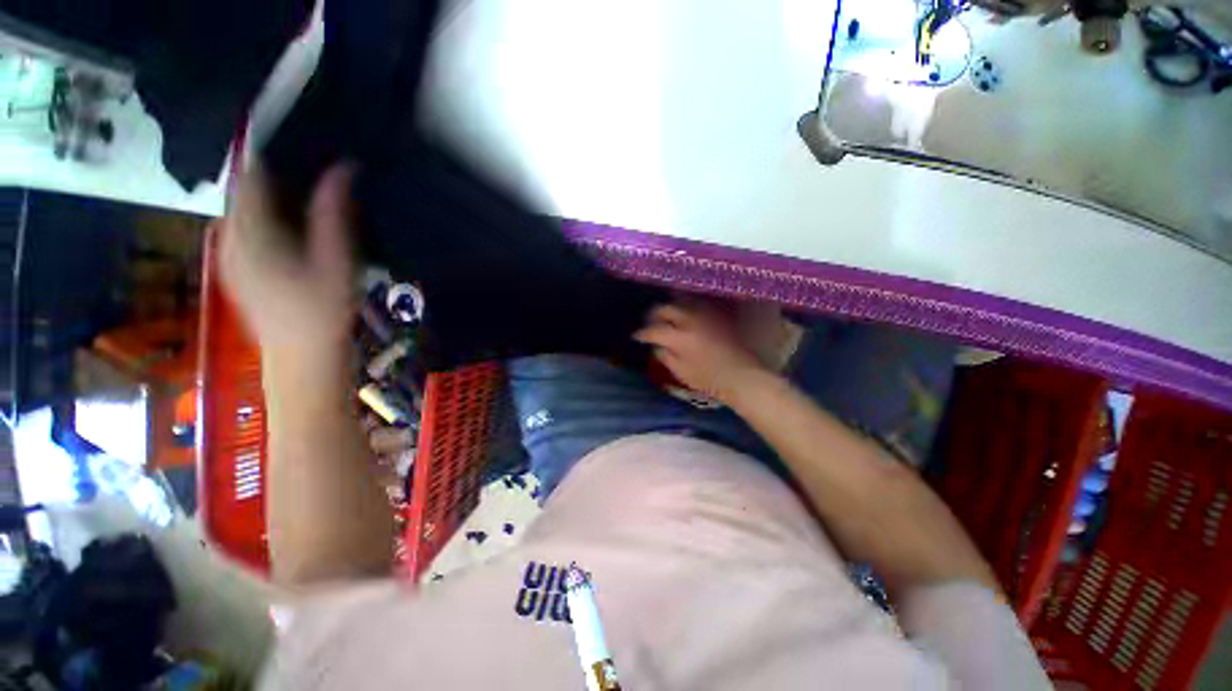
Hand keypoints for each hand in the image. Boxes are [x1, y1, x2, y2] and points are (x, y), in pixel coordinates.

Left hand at [220, 164, 356, 364]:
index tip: (301, 146)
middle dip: (272, 177)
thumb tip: (342, 169)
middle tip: (309, 173)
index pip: (250, 176)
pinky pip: (241, 226)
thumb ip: (334, 213)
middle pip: (243, 191)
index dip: (272, 156)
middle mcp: (230, 237)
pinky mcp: (232, 266)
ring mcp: (227, 253)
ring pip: (241, 208)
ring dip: (267, 197)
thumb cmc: (325, 308)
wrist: (302, 353)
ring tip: (302, 198)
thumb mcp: (338, 260)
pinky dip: (261, 216)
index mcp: (252, 233)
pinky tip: (288, 228)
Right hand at [634, 303, 769, 405]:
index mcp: (679, 338)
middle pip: (666, 309)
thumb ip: (665, 356)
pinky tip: (684, 317)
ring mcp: (705, 317)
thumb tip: (656, 345)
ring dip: (670, 309)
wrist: (743, 377)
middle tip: (649, 323)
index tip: (636, 336)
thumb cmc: (710, 380)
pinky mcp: (716, 317)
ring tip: (665, 317)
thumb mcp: (681, 372)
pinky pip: (696, 307)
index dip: (642, 333)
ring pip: (681, 303)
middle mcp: (690, 321)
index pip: (653, 330)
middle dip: (653, 315)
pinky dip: (686, 309)